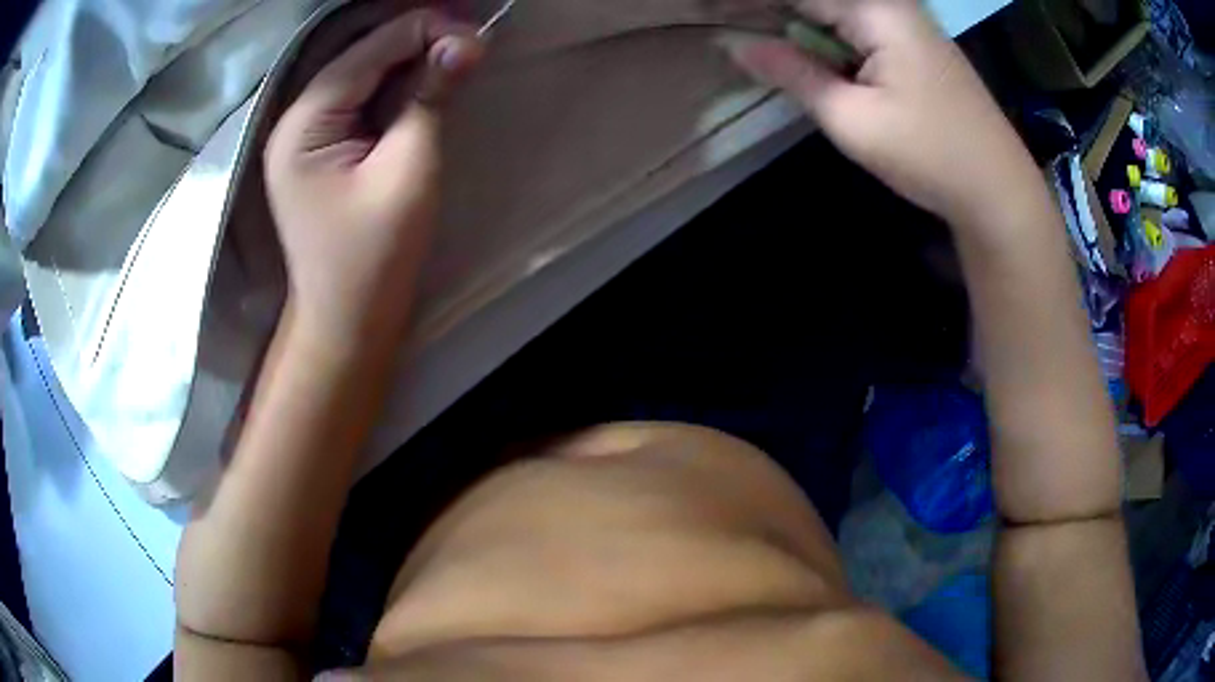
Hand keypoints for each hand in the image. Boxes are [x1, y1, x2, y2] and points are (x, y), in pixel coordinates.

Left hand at [265, 10, 482, 351]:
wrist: (347, 322)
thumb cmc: (375, 257)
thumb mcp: (409, 171)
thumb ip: (431, 99)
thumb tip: (466, 42)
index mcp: (303, 125)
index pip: (365, 52)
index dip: (422, 30)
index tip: (476, 31)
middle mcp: (293, 120)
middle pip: (357, 57)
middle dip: (415, 40)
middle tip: (470, 40)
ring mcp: (302, 135)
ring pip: (359, 74)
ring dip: (407, 60)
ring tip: (457, 53)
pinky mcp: (318, 149)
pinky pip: (357, 99)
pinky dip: (394, 85)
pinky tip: (426, 78)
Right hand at [724, 0, 1040, 225]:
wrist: (999, 190)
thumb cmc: (930, 156)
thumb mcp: (853, 120)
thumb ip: (794, 74)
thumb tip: (737, 46)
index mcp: (876, 9)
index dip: (748, 2)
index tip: (707, 12)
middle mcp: (892, 3)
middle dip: (771, 10)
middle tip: (722, 21)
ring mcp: (907, 21)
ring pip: (837, 8)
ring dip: (796, 20)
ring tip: (755, 33)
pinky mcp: (915, 43)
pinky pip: (857, 23)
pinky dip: (825, 32)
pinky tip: (802, 45)